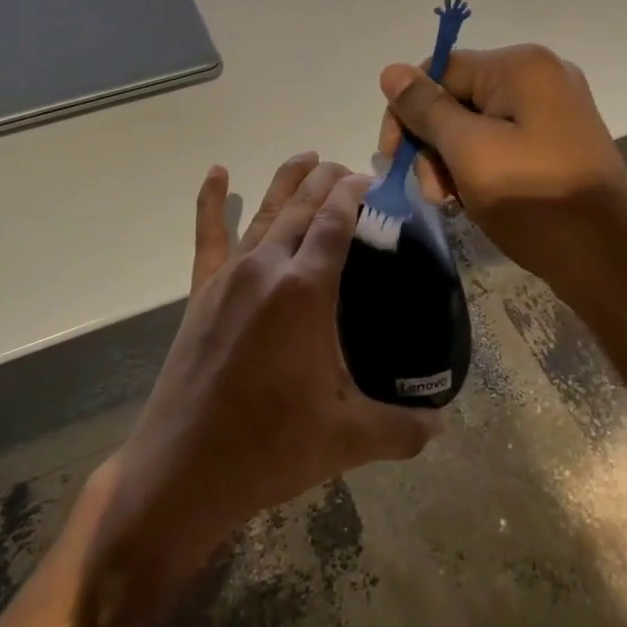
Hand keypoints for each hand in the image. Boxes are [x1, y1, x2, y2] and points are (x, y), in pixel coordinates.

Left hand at [93, 155, 440, 585]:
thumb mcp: (347, 439)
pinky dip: (211, 200)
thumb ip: (402, 428)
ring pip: (264, 211)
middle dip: (327, 181)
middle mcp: (267, 268)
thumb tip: (443, 425)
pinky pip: (208, 234)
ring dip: (288, 181)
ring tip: (308, 157)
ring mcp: (229, 276)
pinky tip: (216, 172)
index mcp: (305, 290)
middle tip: (349, 169)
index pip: (335, 221)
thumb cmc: (269, 448)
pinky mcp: (201, 291)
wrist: (183, 470)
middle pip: (302, 206)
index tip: (372, 179)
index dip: (354, 193)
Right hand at [378, 45, 626, 296]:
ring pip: (476, 122)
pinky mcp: (559, 138)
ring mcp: (554, 107)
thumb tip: (390, 71)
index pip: (438, 70)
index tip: (393, 159)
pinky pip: (502, 138)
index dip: (407, 112)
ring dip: (452, 158)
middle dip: (432, 142)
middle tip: (430, 191)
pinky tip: (473, 197)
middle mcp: (541, 75)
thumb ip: (425, 109)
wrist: (607, 261)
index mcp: (521, 66)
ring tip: (451, 200)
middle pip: (457, 96)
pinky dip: (479, 164)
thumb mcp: (468, 152)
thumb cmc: (532, 200)